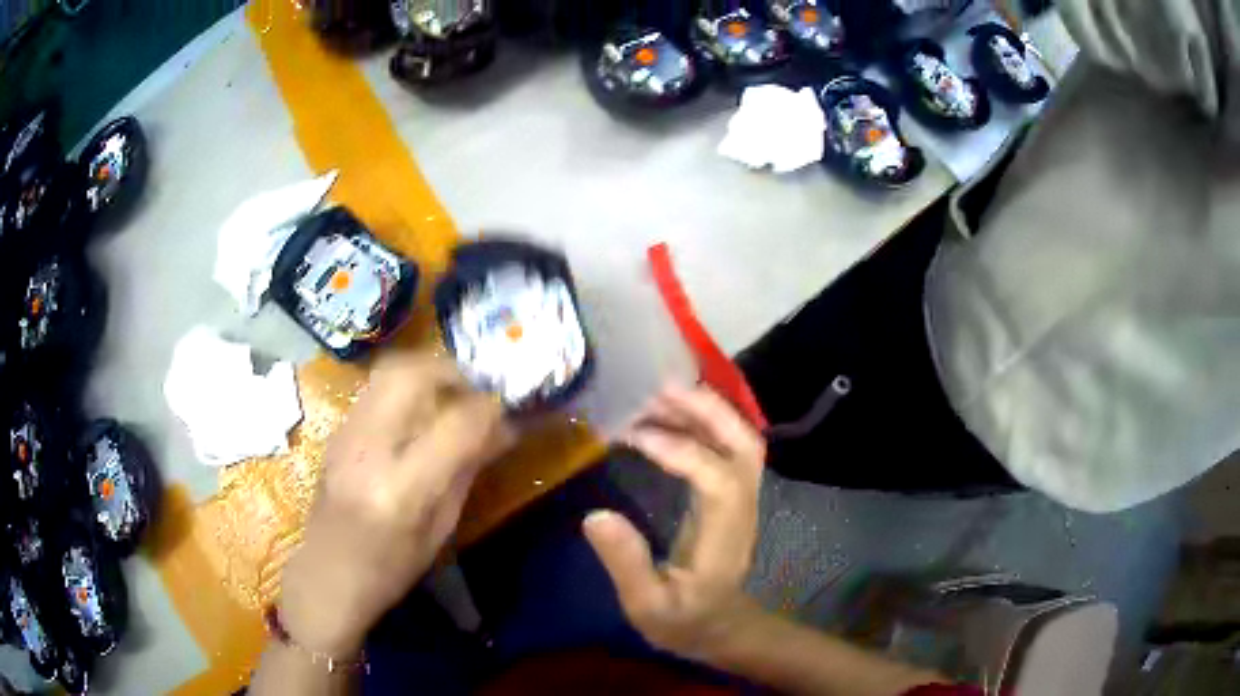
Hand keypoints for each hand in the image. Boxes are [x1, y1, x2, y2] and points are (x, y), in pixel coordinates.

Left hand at [278, 351, 515, 657]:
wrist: (327, 575)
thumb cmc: (390, 569)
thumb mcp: (439, 531)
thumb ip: (466, 472)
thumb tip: (501, 431)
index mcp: (402, 488)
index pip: (456, 425)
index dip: (488, 411)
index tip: (506, 414)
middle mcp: (369, 450)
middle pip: (411, 375)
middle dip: (450, 370)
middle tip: (473, 388)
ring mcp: (346, 434)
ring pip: (389, 371)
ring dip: (427, 373)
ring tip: (448, 396)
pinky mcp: (336, 431)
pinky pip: (376, 390)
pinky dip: (405, 389)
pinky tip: (417, 415)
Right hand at [584, 384, 765, 659]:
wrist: (717, 626)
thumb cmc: (683, 621)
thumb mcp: (647, 607)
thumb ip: (626, 564)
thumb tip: (595, 516)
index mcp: (724, 538)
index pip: (719, 481)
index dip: (682, 451)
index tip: (636, 436)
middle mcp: (742, 508)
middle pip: (745, 445)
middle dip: (707, 410)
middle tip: (657, 389)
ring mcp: (742, 498)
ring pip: (740, 439)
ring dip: (704, 410)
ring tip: (655, 395)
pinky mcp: (732, 494)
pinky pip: (726, 447)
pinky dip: (700, 424)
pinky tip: (664, 419)